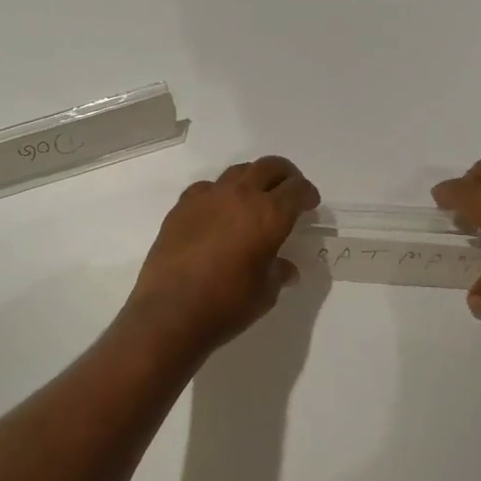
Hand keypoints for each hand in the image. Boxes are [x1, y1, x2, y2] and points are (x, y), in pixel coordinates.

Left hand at [123, 156, 320, 354]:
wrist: (170, 313)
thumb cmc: (227, 305)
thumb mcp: (265, 293)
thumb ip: (278, 272)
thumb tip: (285, 268)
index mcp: (269, 215)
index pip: (297, 190)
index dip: (308, 194)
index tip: (310, 204)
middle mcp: (240, 196)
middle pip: (269, 167)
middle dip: (285, 175)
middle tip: (289, 191)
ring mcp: (207, 197)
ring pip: (238, 172)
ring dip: (253, 180)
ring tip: (255, 198)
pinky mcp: (182, 207)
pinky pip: (207, 188)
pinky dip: (220, 194)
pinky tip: (218, 213)